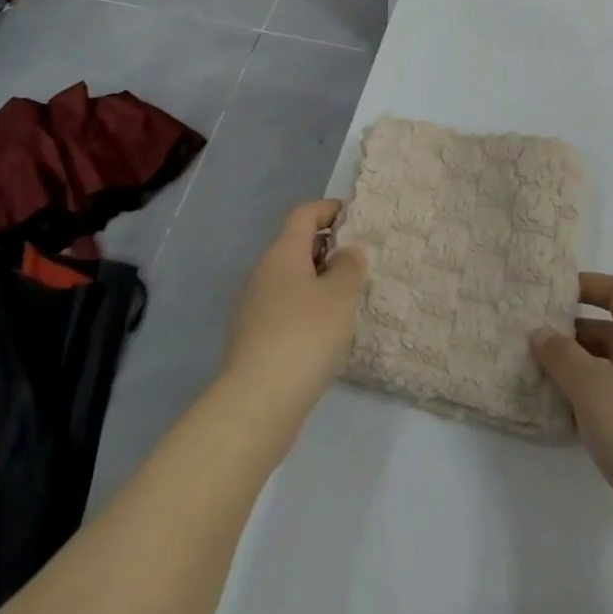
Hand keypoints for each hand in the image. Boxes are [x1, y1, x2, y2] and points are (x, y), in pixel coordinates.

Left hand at [219, 200, 366, 440]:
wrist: (257, 404)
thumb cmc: (305, 336)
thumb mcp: (340, 295)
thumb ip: (349, 266)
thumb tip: (347, 252)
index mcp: (282, 253)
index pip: (304, 214)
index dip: (329, 209)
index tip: (355, 217)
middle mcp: (263, 273)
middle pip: (297, 246)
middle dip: (328, 249)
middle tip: (360, 264)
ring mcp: (254, 307)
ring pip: (291, 280)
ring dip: (319, 283)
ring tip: (349, 301)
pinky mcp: (253, 340)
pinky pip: (285, 309)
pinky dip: (307, 311)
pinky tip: (327, 335)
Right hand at [531, 273, 612, 578]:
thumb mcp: (591, 386)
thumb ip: (561, 355)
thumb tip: (540, 331)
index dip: (590, 285)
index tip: (555, 294)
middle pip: (612, 331)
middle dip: (573, 332)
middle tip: (535, 339)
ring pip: (610, 370)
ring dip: (578, 370)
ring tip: (538, 376)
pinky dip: (589, 403)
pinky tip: (562, 418)